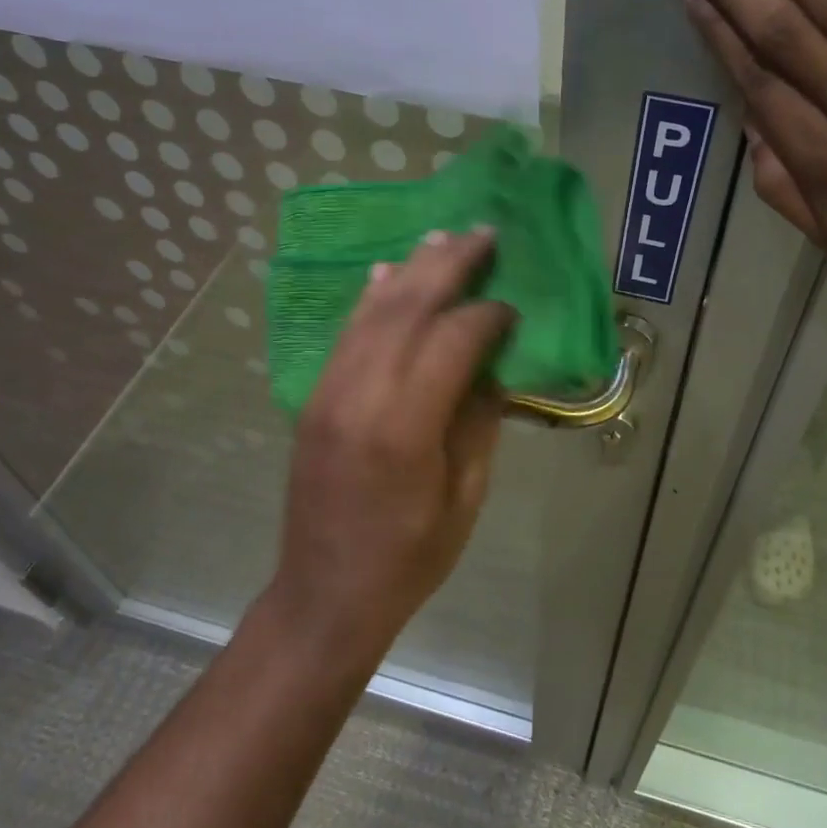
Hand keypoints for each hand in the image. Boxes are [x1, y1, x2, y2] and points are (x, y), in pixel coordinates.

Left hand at [271, 230, 514, 665]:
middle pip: (407, 309)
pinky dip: (371, 298)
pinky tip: (388, 273)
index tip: (513, 307)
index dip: (486, 316)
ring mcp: (328, 393)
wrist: (324, 593)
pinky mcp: (313, 398)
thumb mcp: (465, 497)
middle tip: (482, 234)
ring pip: (372, 312)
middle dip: (448, 265)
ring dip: (410, 269)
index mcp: (405, 428)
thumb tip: (492, 365)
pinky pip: (346, 333)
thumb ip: (479, 422)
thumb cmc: (409, 558)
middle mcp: (359, 396)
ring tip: (442, 238)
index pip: (450, 341)